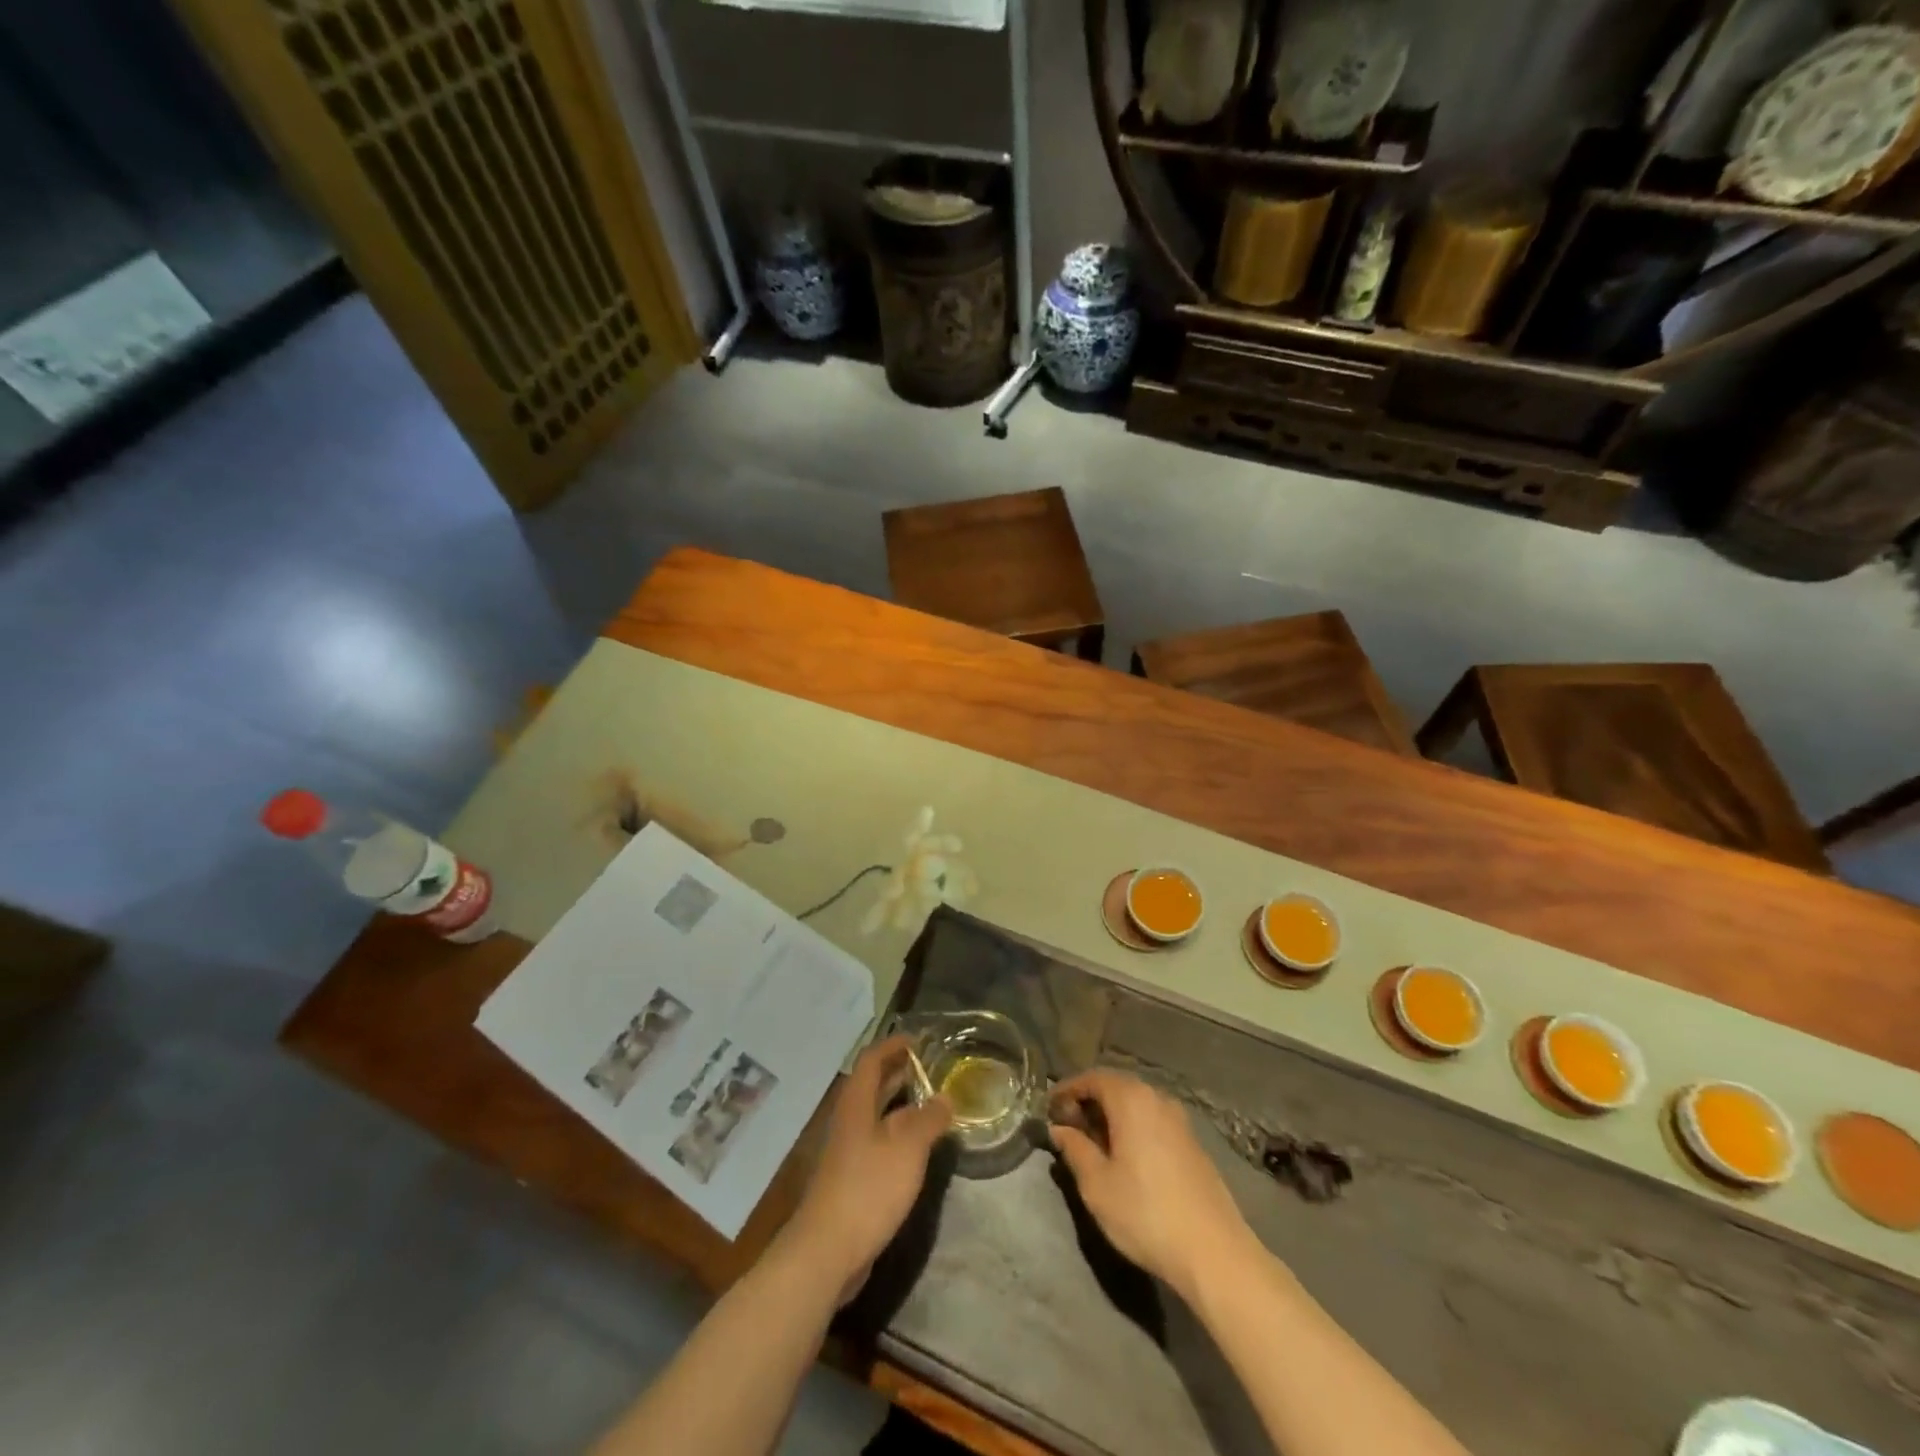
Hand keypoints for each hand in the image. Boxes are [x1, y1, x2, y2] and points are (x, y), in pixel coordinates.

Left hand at [780, 1035, 950, 1303]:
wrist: (827, 1251)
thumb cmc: (868, 1188)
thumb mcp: (908, 1149)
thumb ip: (929, 1120)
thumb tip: (946, 1098)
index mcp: (856, 1104)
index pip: (872, 1060)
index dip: (893, 1045)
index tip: (919, 1040)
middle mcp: (849, 1121)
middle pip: (872, 1085)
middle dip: (900, 1072)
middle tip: (931, 1067)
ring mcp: (848, 1152)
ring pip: (876, 1115)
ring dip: (902, 1105)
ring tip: (932, 1103)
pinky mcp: (852, 1179)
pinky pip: (878, 1142)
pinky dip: (899, 1135)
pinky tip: (918, 1148)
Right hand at [1049, 1068, 1255, 1299]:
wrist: (1214, 1252)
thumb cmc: (1145, 1213)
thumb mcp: (1097, 1185)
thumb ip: (1074, 1149)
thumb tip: (1060, 1129)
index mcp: (1131, 1099)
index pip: (1092, 1078)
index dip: (1067, 1090)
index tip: (1049, 1108)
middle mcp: (1157, 1098)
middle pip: (1116, 1086)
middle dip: (1089, 1101)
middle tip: (1069, 1125)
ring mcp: (1179, 1120)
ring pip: (1137, 1104)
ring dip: (1112, 1115)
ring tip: (1094, 1143)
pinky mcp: (1193, 1143)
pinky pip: (1154, 1120)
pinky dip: (1133, 1127)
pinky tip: (1127, 1156)